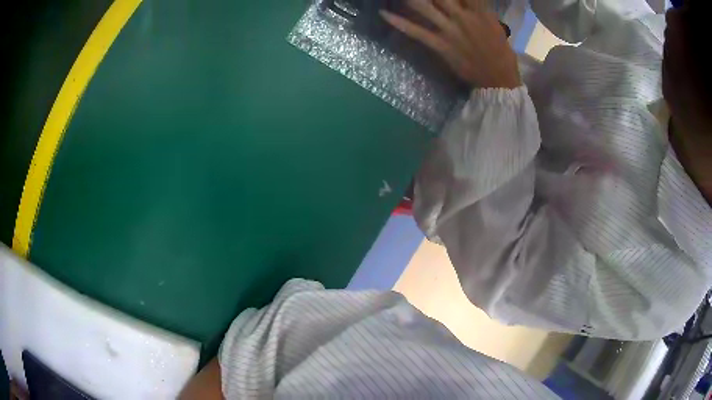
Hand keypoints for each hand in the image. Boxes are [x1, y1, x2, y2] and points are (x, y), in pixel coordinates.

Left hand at [381, 0, 520, 88]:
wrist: (498, 81)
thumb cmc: (500, 52)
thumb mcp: (493, 24)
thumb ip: (476, 7)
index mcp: (479, 11)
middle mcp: (462, 17)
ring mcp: (450, 31)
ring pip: (424, 7)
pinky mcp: (440, 46)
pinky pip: (416, 32)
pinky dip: (398, 23)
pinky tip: (383, 13)